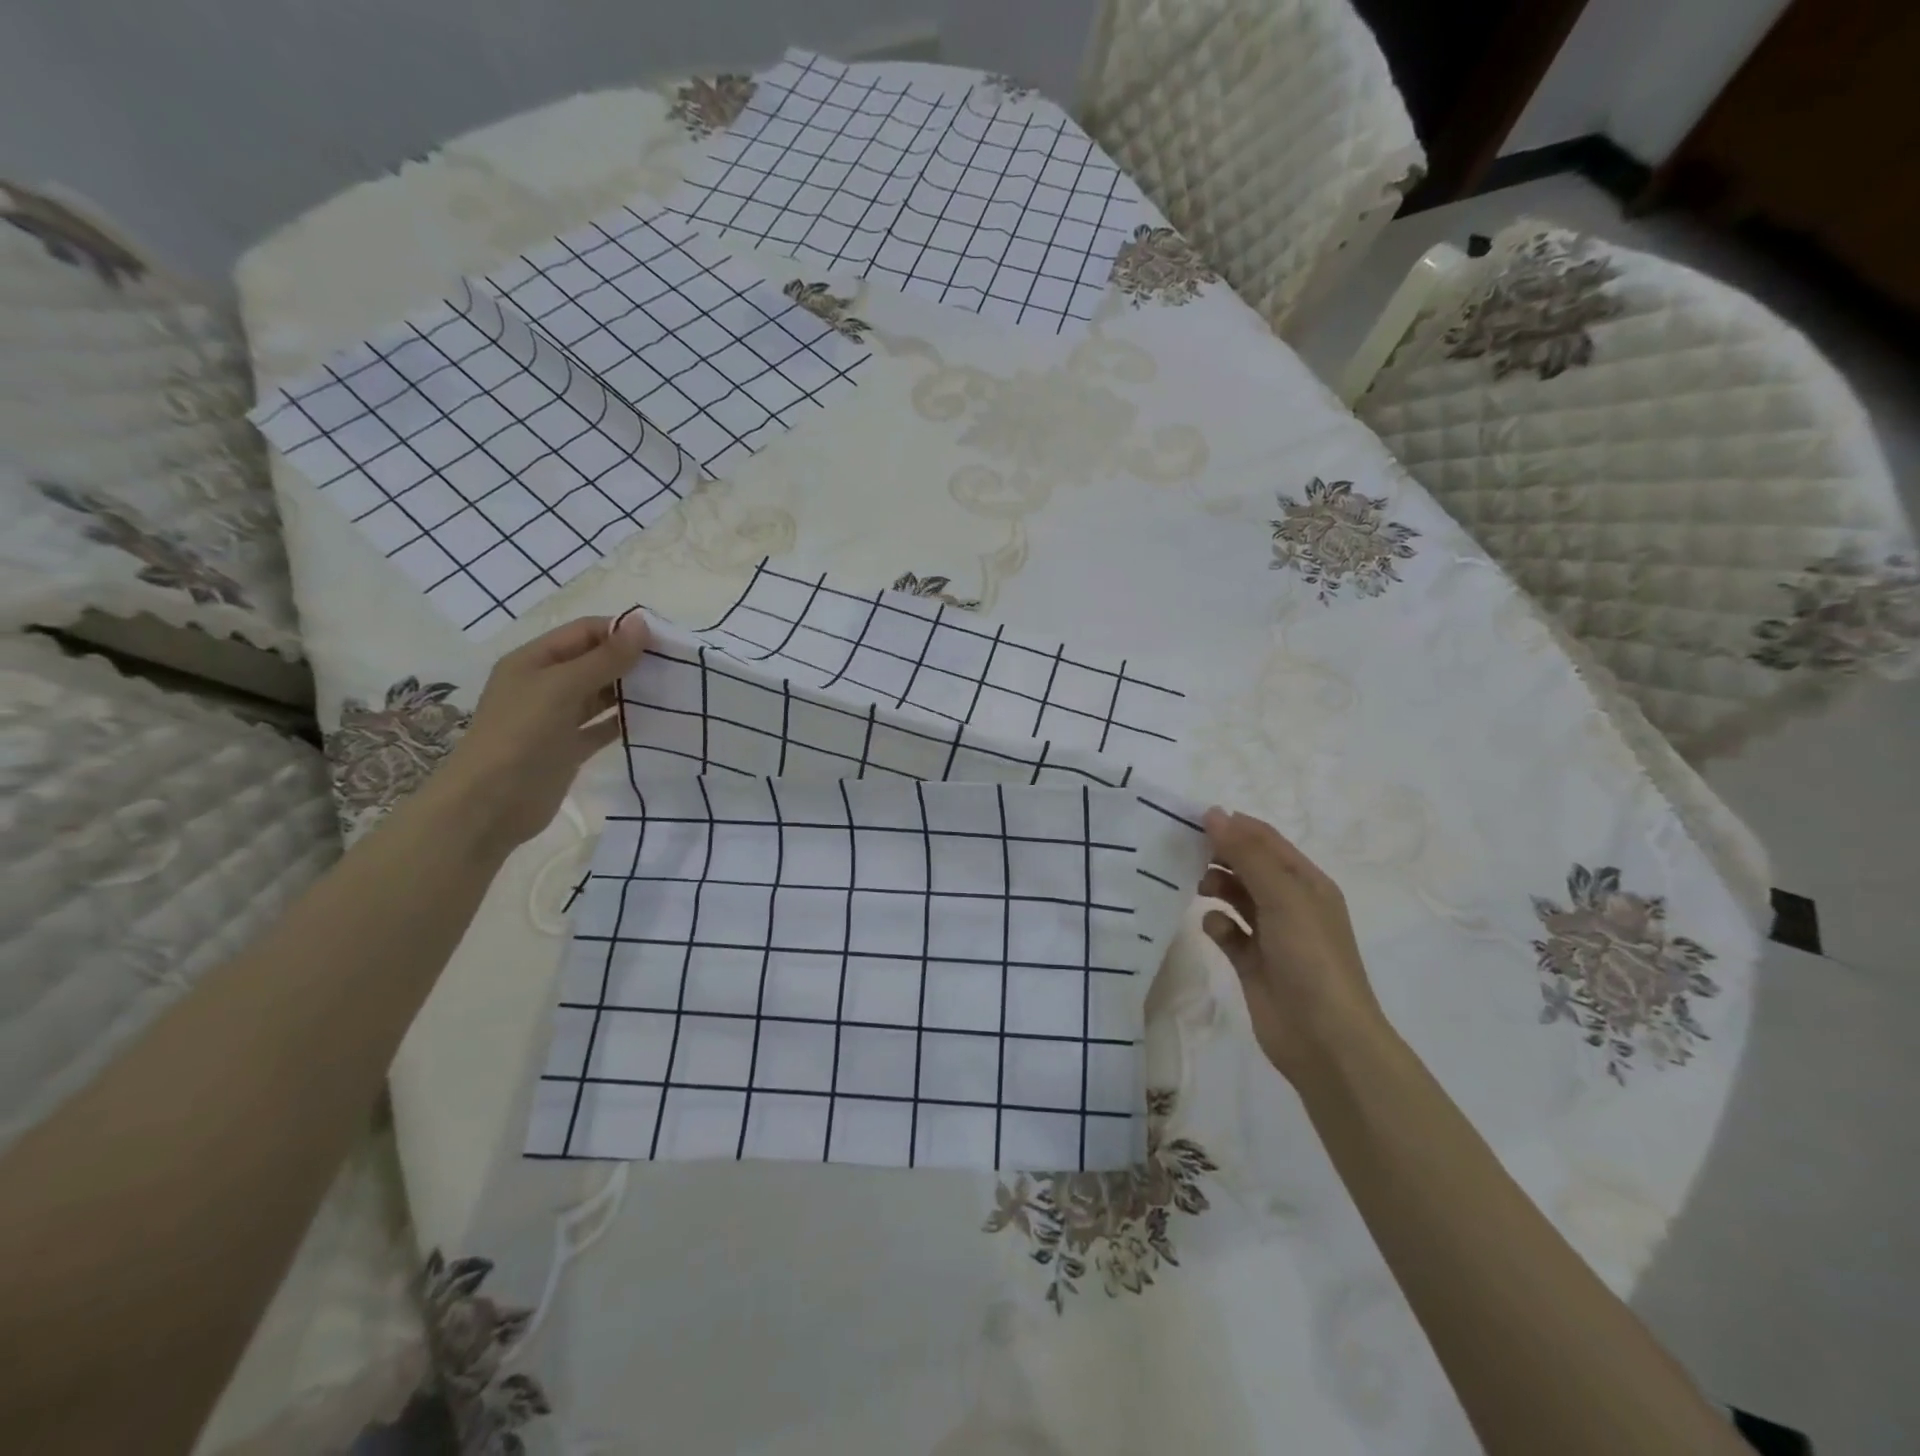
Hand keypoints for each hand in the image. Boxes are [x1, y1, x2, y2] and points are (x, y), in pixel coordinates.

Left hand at [431, 614, 650, 852]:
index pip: (584, 632)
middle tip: (675, 666)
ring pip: (600, 695)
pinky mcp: (569, 748)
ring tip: (671, 690)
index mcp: (534, 661)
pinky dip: (625, 721)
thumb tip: (642, 623)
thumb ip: (605, 658)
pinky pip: (602, 727)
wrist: (491, 805)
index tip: (665, 641)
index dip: (622, 631)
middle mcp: (545, 685)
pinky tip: (654, 720)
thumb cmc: (521, 736)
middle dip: (630, 660)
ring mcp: (556, 718)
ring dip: (631, 691)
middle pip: (594, 661)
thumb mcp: (563, 688)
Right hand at [1199, 808, 1385, 1082]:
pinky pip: (1228, 932)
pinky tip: (1212, 928)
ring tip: (1198, 887)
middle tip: (1184, 851)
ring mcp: (1271, 935)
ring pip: (1236, 897)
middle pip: (1248, 866)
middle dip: (1220, 855)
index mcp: (1306, 883)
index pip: (1266, 840)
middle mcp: (1289, 904)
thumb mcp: (1283, 897)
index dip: (1233, 825)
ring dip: (1216, 887)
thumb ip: (1247, 854)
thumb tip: (1214, 814)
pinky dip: (1217, 925)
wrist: (1325, 1039)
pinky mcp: (1252, 963)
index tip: (1193, 818)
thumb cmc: (1311, 958)